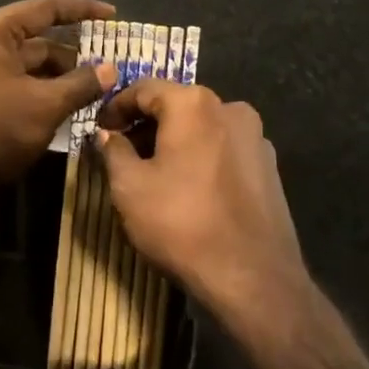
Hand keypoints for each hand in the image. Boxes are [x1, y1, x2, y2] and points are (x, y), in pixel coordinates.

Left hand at [0, 0, 117, 202]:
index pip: (46, 8)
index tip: (112, 14)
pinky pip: (10, 80)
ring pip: (23, 63)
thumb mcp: (46, 105)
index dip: (83, 9)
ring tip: (91, 93)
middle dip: (72, 55)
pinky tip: (62, 107)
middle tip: (106, 68)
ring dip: (56, 76)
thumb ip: (81, 83)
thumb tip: (110, 69)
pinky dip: (36, 88)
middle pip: (35, 38)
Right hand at [97, 80, 308, 326]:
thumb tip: (106, 134)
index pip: (144, 89)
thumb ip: (112, 151)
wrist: (255, 279)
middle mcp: (229, 107)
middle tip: (121, 152)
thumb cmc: (183, 224)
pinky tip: (190, 189)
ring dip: (174, 141)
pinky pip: (224, 149)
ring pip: (202, 127)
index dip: (116, 106)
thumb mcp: (130, 187)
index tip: (99, 128)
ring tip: (153, 172)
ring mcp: (255, 136)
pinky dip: (201, 157)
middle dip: (145, 125)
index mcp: (193, 103)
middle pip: (176, 105)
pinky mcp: (269, 166)